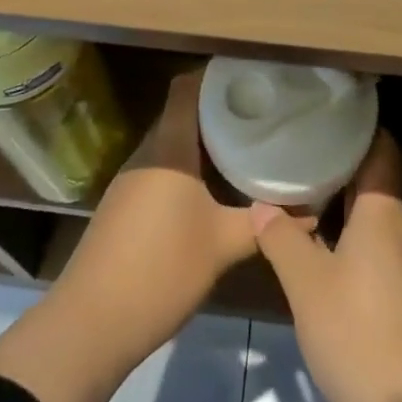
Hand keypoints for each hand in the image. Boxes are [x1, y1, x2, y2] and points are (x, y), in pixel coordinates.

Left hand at [49, 68, 260, 356]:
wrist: (91, 324)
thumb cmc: (161, 269)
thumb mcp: (222, 245)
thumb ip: (264, 223)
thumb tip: (311, 210)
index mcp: (168, 147)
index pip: (187, 88)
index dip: (216, 77)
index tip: (250, 79)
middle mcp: (146, 153)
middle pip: (182, 115)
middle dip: (219, 112)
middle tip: (260, 117)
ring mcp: (130, 180)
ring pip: (172, 145)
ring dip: (203, 144)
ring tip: (244, 149)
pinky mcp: (123, 206)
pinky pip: (161, 170)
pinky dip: (187, 170)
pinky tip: (211, 190)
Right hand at [252, 130, 401, 401]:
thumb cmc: (362, 335)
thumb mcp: (309, 286)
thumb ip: (283, 240)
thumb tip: (262, 204)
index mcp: (381, 214)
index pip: (381, 149)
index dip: (359, 125)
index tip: (325, 110)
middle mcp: (395, 231)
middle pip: (370, 179)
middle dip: (336, 160)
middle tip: (295, 145)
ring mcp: (399, 266)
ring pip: (366, 215)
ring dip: (335, 200)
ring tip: (294, 186)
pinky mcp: (395, 297)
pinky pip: (366, 245)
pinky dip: (340, 233)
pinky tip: (311, 243)